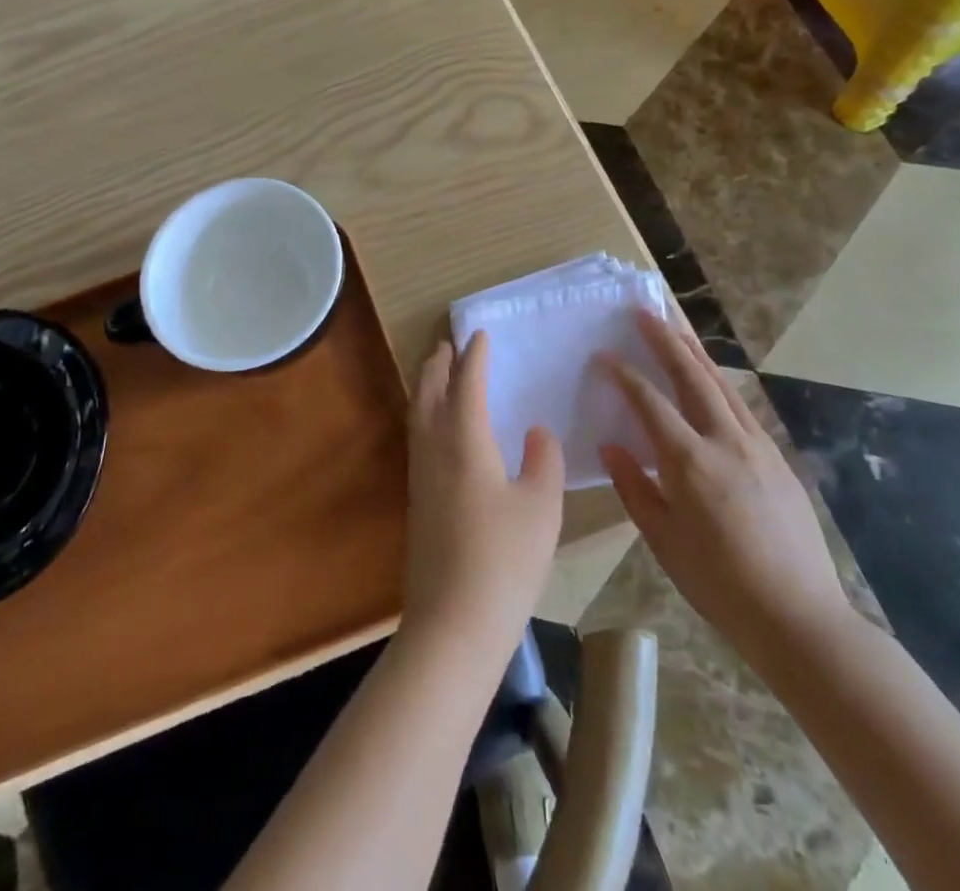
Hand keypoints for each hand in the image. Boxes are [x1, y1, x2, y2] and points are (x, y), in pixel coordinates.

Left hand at [403, 332, 564, 653]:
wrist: (454, 623)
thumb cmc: (504, 560)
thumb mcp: (541, 507)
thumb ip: (543, 460)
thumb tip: (536, 431)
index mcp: (464, 440)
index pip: (466, 383)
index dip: (473, 357)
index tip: (479, 335)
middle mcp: (434, 449)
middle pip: (429, 392)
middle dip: (438, 365)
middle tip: (448, 345)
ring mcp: (420, 476)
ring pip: (418, 415)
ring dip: (427, 387)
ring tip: (438, 375)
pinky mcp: (417, 501)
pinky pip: (418, 437)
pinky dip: (425, 415)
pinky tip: (439, 431)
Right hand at [600, 311, 852, 661]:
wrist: (799, 618)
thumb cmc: (719, 583)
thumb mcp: (663, 540)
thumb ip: (634, 487)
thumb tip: (612, 446)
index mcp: (690, 462)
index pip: (650, 402)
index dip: (624, 375)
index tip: (604, 355)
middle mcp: (726, 442)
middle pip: (692, 377)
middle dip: (666, 340)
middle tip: (645, 311)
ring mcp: (758, 447)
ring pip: (722, 386)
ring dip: (696, 353)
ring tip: (677, 328)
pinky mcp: (779, 459)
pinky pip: (742, 408)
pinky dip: (721, 384)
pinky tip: (712, 382)